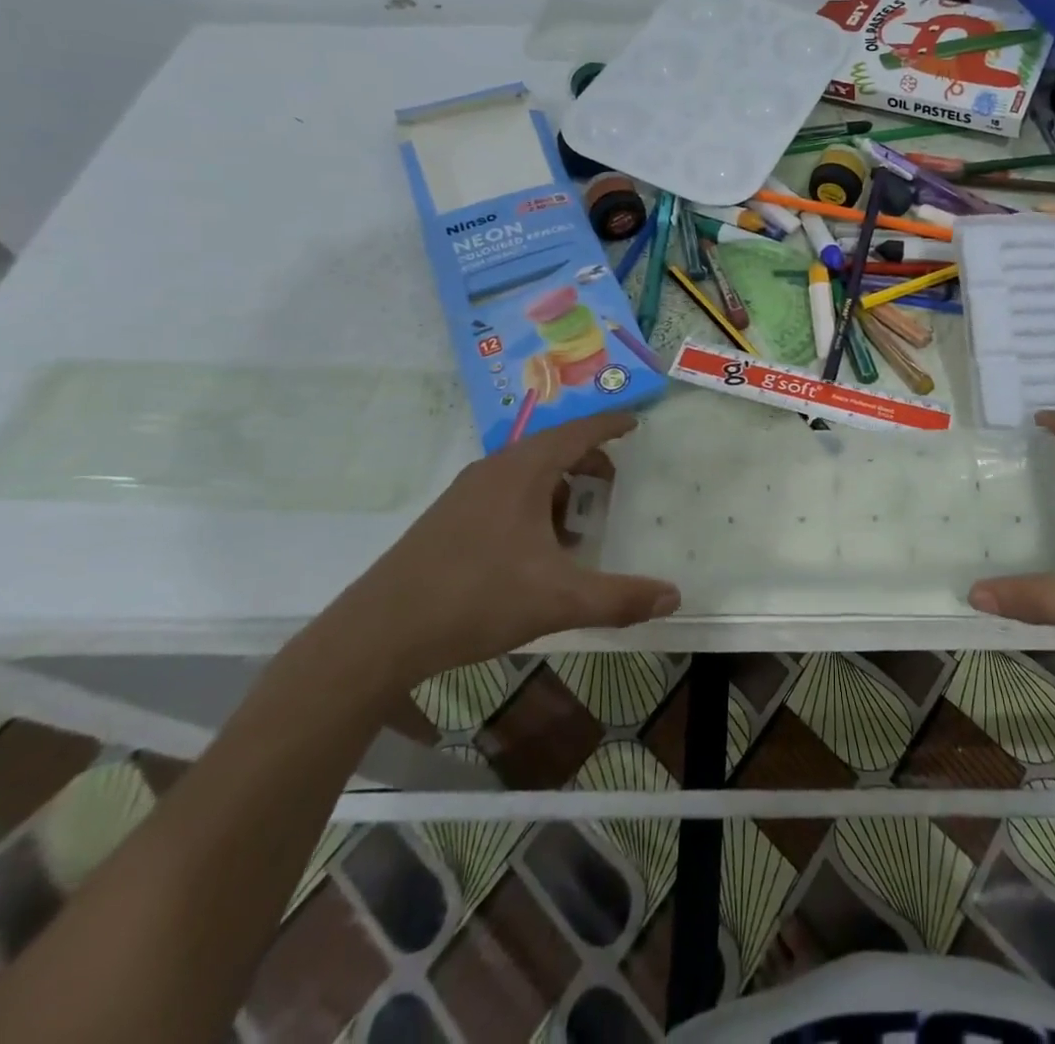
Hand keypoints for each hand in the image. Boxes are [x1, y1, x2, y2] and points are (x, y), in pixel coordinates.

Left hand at [331, 412, 678, 688]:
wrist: (380, 632)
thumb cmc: (477, 598)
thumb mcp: (560, 600)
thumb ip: (620, 597)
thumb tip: (674, 596)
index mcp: (523, 472)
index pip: (577, 432)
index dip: (609, 426)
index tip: (635, 421)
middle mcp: (494, 471)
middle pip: (552, 449)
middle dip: (587, 461)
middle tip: (613, 484)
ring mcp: (465, 494)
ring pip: (525, 474)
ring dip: (558, 488)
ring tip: (578, 524)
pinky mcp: (448, 519)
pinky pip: (504, 494)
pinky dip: (533, 505)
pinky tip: (536, 549)